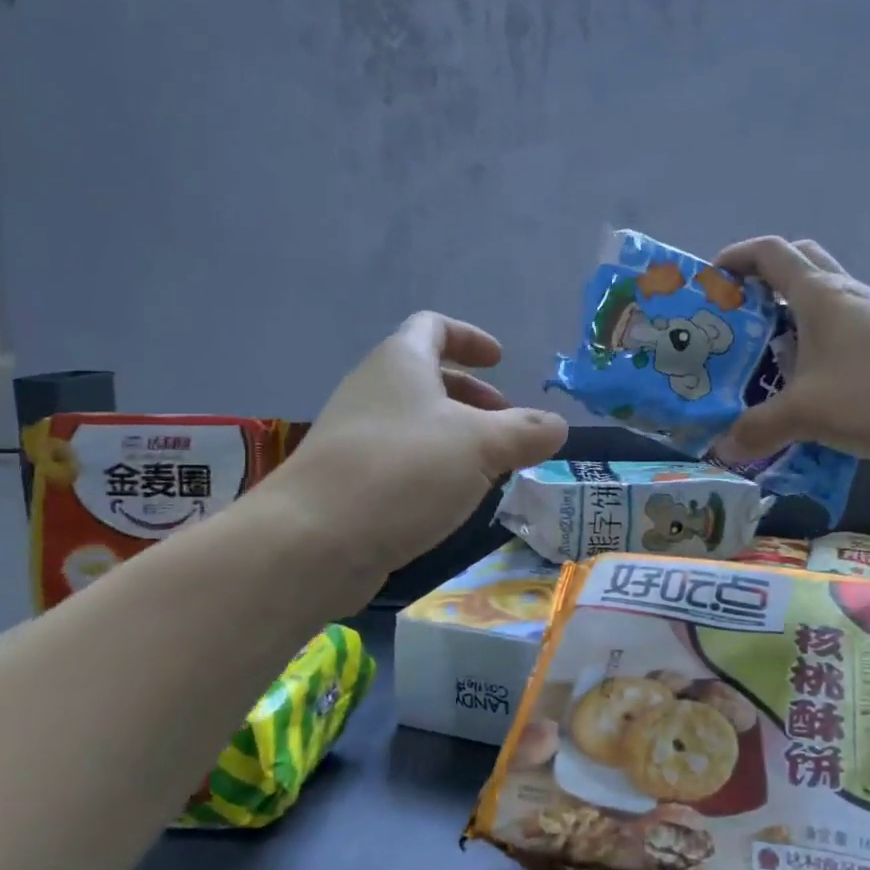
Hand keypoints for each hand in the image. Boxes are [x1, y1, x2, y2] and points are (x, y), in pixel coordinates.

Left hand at [262, 313, 567, 590]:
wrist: (312, 541)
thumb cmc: (403, 472)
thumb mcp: (482, 447)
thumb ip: (526, 432)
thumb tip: (557, 426)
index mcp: (400, 363)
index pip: (433, 327)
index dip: (470, 338)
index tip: (500, 361)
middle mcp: (373, 390)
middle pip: (427, 376)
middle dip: (472, 395)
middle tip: (506, 423)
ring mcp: (355, 436)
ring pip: (416, 422)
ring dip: (456, 435)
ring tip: (490, 466)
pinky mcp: (349, 480)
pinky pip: (402, 458)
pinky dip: (434, 467)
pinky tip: (454, 499)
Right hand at [714, 237, 869, 462]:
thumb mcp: (807, 413)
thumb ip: (759, 428)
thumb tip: (723, 447)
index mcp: (819, 295)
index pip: (771, 252)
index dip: (736, 257)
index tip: (711, 280)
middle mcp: (846, 294)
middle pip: (800, 262)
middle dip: (764, 278)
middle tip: (740, 312)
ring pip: (822, 296)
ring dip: (791, 312)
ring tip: (766, 352)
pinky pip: (842, 327)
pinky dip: (817, 340)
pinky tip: (809, 380)